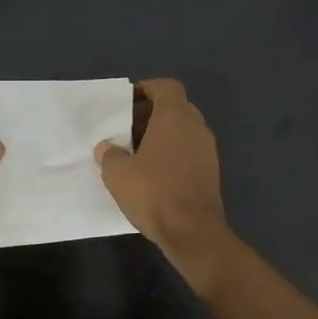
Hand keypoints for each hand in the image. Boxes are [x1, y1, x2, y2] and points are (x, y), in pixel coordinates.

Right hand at [94, 79, 234, 289]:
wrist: (193, 231)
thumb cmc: (154, 193)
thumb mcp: (118, 174)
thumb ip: (109, 155)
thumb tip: (106, 147)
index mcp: (175, 117)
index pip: (166, 87)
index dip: (147, 89)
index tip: (128, 102)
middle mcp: (196, 127)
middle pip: (175, 107)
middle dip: (151, 114)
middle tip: (127, 130)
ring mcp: (208, 150)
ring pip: (183, 131)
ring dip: (162, 136)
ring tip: (137, 153)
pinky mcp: (211, 172)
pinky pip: (189, 151)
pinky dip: (173, 154)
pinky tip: (153, 174)